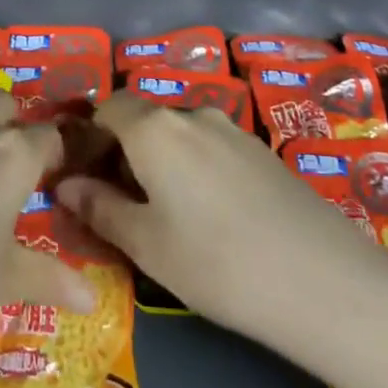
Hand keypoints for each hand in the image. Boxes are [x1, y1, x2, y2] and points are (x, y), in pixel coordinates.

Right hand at [55, 92, 387, 368]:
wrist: (322, 280)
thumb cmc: (216, 263)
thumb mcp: (146, 244)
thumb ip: (99, 208)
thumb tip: (64, 185)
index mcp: (155, 128)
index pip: (109, 107)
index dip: (91, 136)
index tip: (86, 176)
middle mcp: (192, 114)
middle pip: (144, 120)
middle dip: (125, 152)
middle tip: (122, 204)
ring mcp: (232, 129)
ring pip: (179, 135)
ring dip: (162, 162)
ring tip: (168, 215)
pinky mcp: (262, 150)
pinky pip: (211, 147)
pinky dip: (195, 168)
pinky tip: (212, 216)